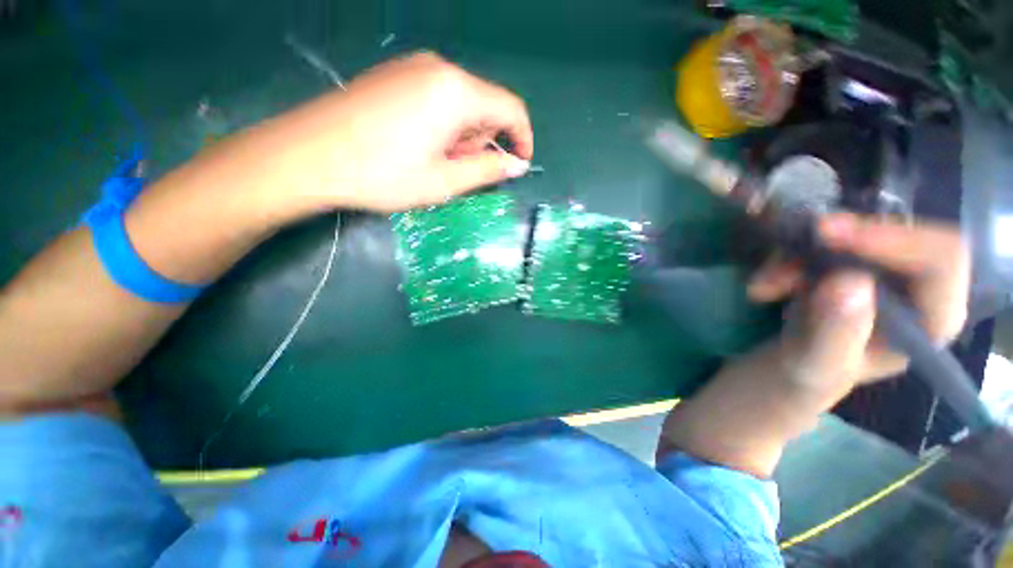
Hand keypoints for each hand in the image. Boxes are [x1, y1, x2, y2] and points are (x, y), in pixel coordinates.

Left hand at [271, 51, 532, 212]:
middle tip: (457, 171)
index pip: (511, 108)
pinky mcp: (395, 74)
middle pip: (484, 106)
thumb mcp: (444, 181)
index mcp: (457, 91)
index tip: (519, 164)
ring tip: (433, 161)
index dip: (522, 138)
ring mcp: (413, 67)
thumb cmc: (383, 174)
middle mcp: (439, 68)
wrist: (307, 156)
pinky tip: (418, 144)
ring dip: (461, 136)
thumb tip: (518, 165)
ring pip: (461, 103)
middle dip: (482, 141)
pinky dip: (442, 125)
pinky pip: (438, 98)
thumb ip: (487, 170)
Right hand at [746, 213, 969, 391]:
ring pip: (857, 233)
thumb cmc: (818, 369)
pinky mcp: (857, 255)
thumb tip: (847, 281)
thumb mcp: (819, 361)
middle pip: (902, 234)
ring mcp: (889, 266)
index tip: (831, 235)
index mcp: (934, 317)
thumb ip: (837, 331)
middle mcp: (921, 284)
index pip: (942, 261)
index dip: (894, 240)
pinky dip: (791, 256)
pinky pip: (827, 239)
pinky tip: (766, 285)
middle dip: (844, 238)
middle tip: (801, 239)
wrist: (803, 359)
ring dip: (803, 253)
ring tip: (764, 287)